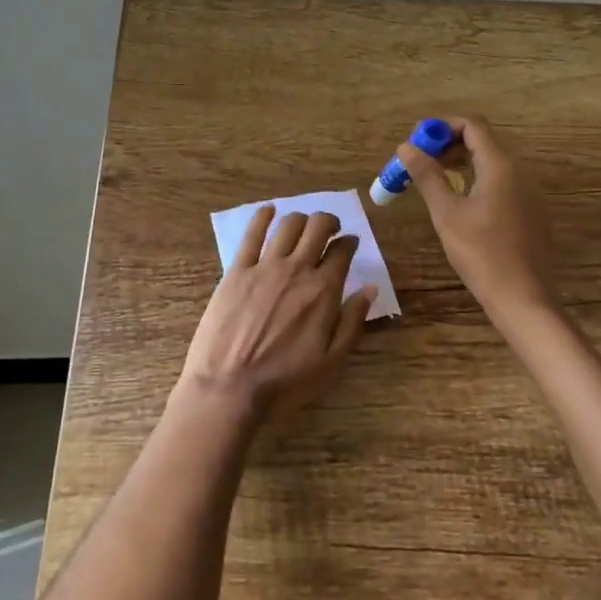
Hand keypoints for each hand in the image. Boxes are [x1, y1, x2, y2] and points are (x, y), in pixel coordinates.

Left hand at [178, 207, 375, 427]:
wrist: (230, 388)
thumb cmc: (285, 381)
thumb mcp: (332, 361)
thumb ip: (353, 321)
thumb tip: (370, 288)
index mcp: (323, 290)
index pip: (342, 251)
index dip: (349, 243)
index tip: (349, 244)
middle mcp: (297, 269)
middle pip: (317, 226)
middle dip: (328, 222)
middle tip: (329, 229)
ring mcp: (264, 266)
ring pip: (288, 224)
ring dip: (301, 218)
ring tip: (303, 225)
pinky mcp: (236, 270)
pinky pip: (251, 233)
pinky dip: (263, 217)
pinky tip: (268, 211)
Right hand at [398, 115, 557, 322]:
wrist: (523, 298)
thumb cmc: (481, 253)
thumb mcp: (446, 213)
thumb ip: (427, 175)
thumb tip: (405, 147)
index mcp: (501, 165)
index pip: (472, 125)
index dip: (442, 127)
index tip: (417, 143)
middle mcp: (519, 171)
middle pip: (483, 140)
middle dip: (448, 144)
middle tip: (419, 163)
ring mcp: (528, 192)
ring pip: (492, 162)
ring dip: (461, 162)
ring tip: (433, 180)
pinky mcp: (530, 211)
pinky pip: (501, 181)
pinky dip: (477, 179)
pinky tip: (460, 202)